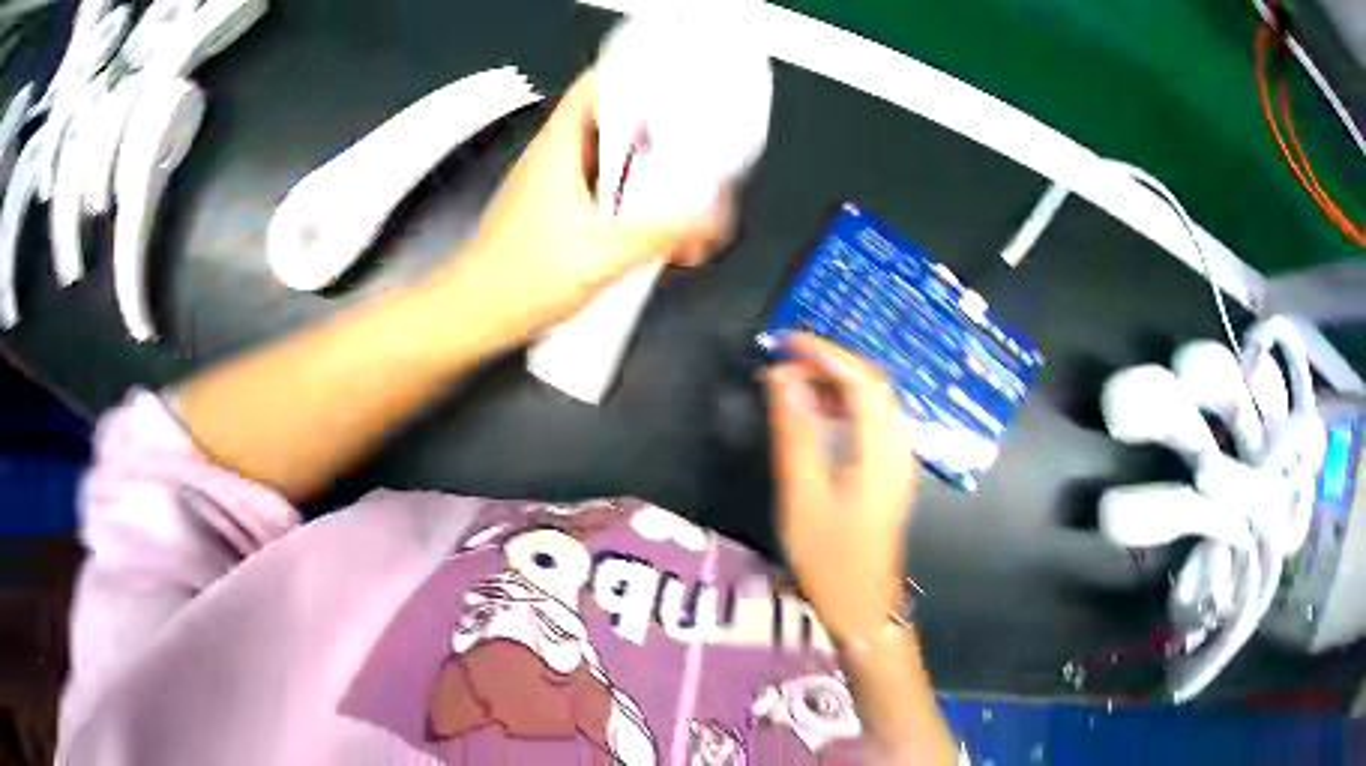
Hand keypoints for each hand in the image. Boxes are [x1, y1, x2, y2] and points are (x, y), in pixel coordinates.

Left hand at [434, 71, 730, 339]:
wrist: (473, 316)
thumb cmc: (526, 277)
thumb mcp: (603, 254)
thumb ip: (663, 233)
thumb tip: (716, 218)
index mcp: (560, 146)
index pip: (596, 86)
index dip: (637, 78)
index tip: (679, 90)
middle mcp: (554, 156)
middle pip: (612, 123)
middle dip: (656, 132)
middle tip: (697, 147)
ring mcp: (551, 185)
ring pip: (607, 160)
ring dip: (644, 172)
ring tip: (685, 189)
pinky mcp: (552, 213)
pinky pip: (599, 190)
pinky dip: (627, 199)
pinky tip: (653, 226)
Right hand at [765, 333, 917, 644]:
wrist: (864, 609)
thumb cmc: (831, 561)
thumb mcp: (805, 498)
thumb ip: (796, 435)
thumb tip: (783, 380)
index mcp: (881, 451)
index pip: (860, 381)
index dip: (825, 354)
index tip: (785, 341)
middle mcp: (897, 448)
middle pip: (872, 386)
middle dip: (830, 364)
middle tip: (783, 360)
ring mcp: (897, 462)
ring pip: (872, 404)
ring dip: (835, 385)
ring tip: (791, 385)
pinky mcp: (888, 475)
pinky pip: (869, 425)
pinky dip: (842, 409)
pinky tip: (814, 418)